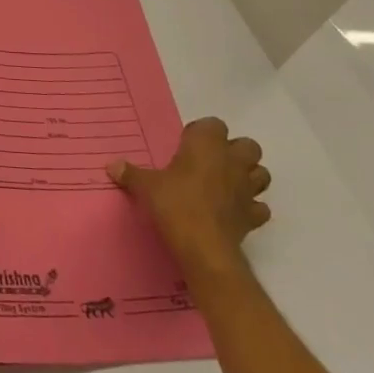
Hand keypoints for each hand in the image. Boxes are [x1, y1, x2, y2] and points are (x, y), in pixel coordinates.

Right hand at [107, 117, 271, 271]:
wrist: (204, 248)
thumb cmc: (175, 204)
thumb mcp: (146, 186)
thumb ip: (131, 173)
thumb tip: (111, 166)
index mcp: (206, 145)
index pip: (214, 124)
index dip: (202, 133)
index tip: (187, 145)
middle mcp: (232, 161)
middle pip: (248, 145)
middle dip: (235, 151)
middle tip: (211, 162)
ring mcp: (247, 189)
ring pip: (261, 174)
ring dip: (249, 176)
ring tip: (227, 184)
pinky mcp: (254, 216)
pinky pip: (259, 207)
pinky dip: (250, 207)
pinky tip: (234, 211)